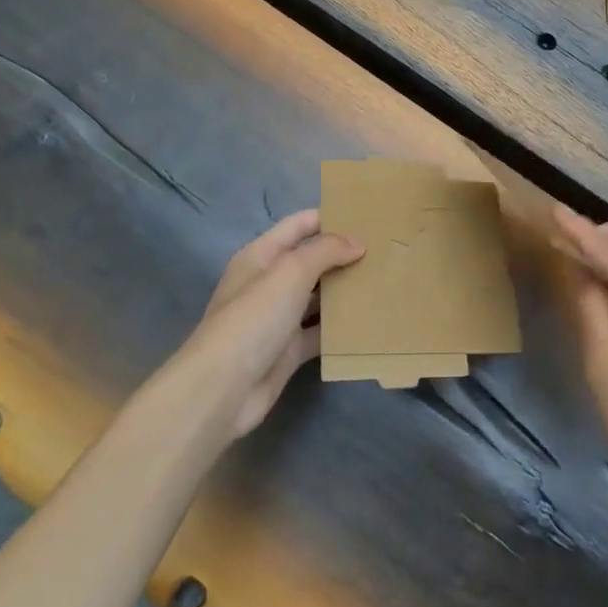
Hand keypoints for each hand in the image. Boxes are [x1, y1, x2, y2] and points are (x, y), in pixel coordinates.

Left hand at [183, 209, 362, 440]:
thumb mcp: (291, 272)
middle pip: (311, 261)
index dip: (330, 217)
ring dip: (345, 291)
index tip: (368, 216)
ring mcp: (278, 318)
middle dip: (343, 255)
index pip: (299, 225)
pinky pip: (320, 333)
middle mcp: (269, 283)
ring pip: (318, 297)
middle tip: (385, 250)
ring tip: (384, 280)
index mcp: (261, 256)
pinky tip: (369, 320)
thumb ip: (326, 251)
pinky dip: (340, 328)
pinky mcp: (288, 350)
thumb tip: (358, 243)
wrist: (222, 389)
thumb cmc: (254, 318)